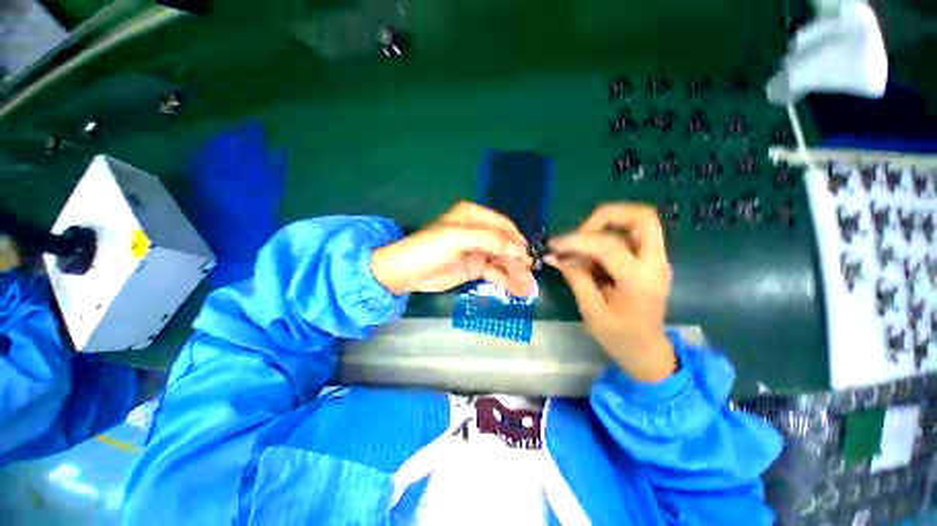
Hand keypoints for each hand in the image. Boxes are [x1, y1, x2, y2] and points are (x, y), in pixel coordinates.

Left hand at [372, 201, 535, 295]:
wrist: (405, 272)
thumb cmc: (429, 249)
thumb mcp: (457, 238)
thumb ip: (489, 239)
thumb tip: (520, 247)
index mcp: (473, 216)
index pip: (503, 226)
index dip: (517, 240)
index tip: (530, 256)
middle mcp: (478, 232)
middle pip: (505, 245)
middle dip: (519, 261)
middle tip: (533, 277)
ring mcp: (478, 251)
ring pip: (502, 261)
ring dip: (516, 274)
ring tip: (529, 289)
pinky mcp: (475, 267)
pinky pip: (495, 273)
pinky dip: (506, 281)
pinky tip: (517, 291)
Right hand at [545, 204, 675, 382]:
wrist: (647, 351)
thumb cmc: (618, 337)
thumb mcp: (591, 309)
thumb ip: (575, 276)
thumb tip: (554, 256)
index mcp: (640, 280)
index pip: (607, 245)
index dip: (576, 241)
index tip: (554, 245)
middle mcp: (656, 263)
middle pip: (642, 217)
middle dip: (606, 216)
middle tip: (581, 232)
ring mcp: (657, 260)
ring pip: (639, 222)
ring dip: (607, 225)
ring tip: (582, 244)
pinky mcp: (651, 261)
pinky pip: (631, 235)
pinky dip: (609, 236)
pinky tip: (591, 254)